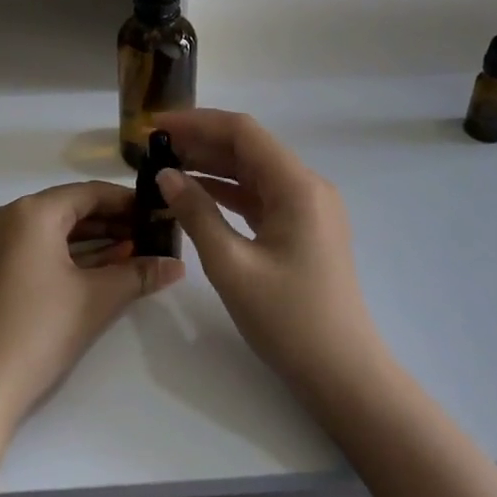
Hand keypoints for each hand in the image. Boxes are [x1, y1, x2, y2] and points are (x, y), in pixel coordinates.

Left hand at [0, 181, 184, 496]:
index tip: (162, 212)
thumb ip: (139, 274)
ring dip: (99, 241)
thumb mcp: (96, 299)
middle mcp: (14, 218)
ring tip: (140, 252)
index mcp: (33, 212)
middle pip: (74, 209)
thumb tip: (177, 264)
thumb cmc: (38, 330)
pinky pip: (45, 250)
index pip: (90, 193)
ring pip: (60, 231)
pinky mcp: (1, 272)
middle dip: (116, 222)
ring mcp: (3, 246)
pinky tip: (109, 269)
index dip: (129, 201)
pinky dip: (76, 256)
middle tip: (156, 235)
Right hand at [154, 109, 386, 401]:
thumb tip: (165, 175)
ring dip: (212, 166)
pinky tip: (195, 195)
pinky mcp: (303, 228)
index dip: (197, 122)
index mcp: (298, 186)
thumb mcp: (232, 266)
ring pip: (254, 172)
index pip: (243, 132)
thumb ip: (197, 214)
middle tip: (154, 147)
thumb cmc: (288, 320)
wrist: (342, 374)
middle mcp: (308, 186)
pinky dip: (228, 192)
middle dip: (201, 142)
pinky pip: (261, 197)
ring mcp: (308, 208)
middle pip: (249, 148)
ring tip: (167, 166)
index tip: (156, 126)